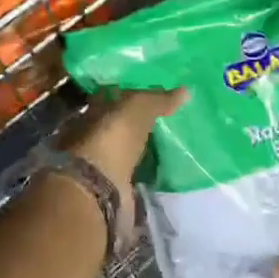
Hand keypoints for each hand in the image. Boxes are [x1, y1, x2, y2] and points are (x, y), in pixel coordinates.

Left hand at [65, 88, 186, 200]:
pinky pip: (130, 171)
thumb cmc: (114, 137)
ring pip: (123, 147)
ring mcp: (100, 160)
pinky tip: (157, 167)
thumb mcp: (139, 108)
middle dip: (136, 122)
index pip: (114, 94)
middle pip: (118, 122)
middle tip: (165, 120)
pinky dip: (141, 169)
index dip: (133, 93)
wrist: (100, 187)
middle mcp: (93, 132)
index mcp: (96, 108)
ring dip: (138, 147)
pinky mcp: (111, 184)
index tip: (156, 95)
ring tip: (166, 144)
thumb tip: (185, 90)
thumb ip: (159, 99)